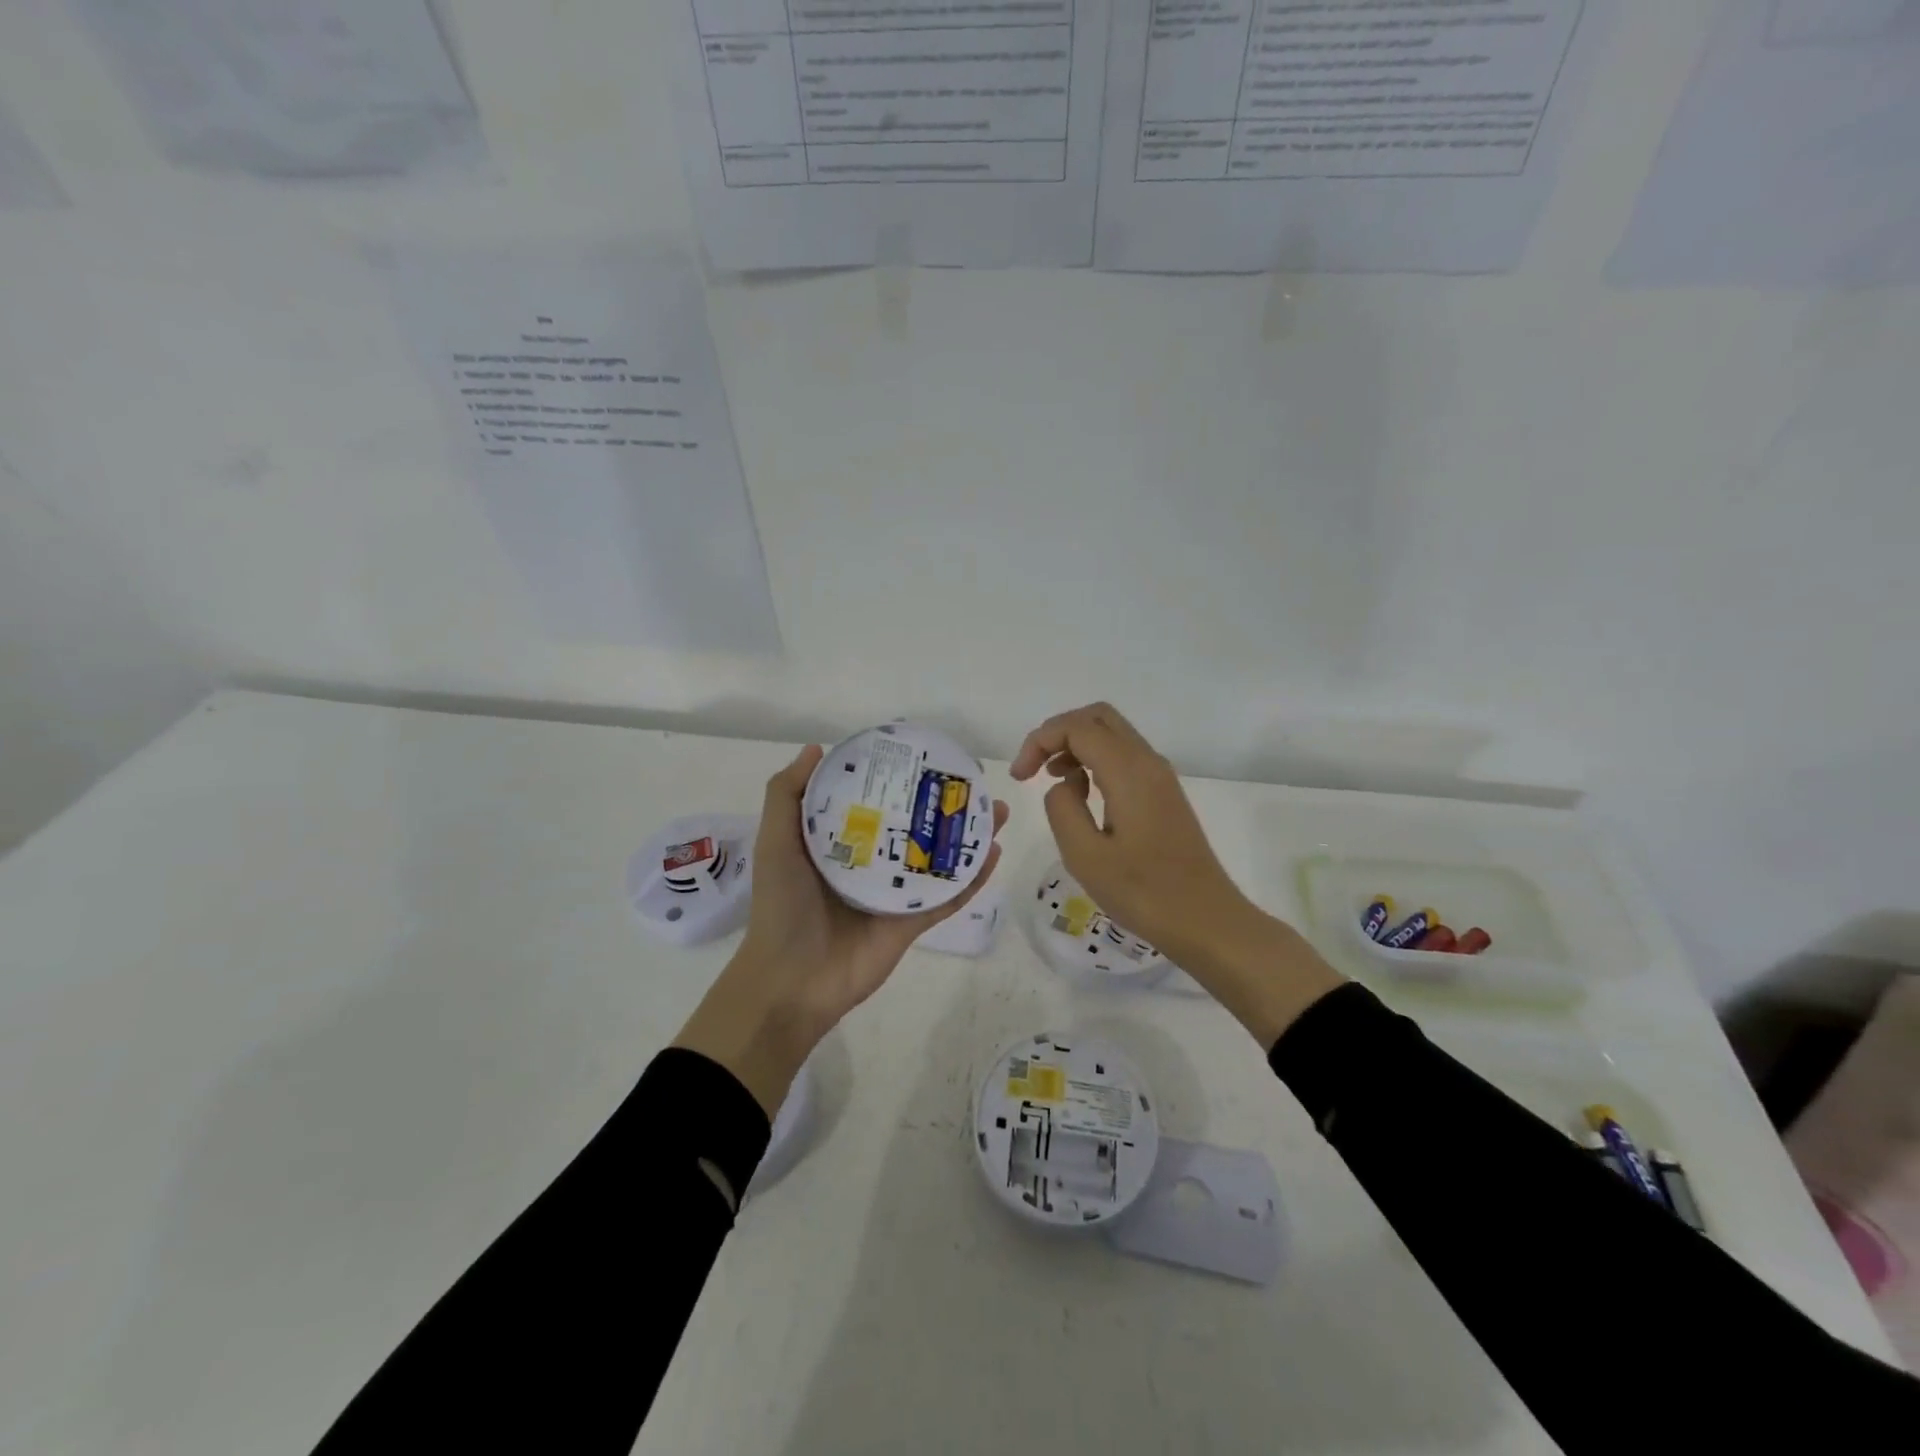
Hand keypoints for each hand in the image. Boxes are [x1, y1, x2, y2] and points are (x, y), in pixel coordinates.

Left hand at [675, 744, 1006, 1115]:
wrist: (792, 980)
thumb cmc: (782, 906)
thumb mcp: (775, 842)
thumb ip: (787, 795)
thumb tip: (816, 748)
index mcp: (839, 843)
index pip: (873, 802)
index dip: (896, 779)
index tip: (921, 755)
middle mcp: (871, 863)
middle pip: (914, 827)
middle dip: (943, 805)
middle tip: (971, 782)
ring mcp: (895, 894)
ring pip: (939, 858)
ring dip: (968, 836)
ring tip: (995, 809)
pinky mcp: (913, 922)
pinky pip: (948, 895)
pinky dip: (972, 877)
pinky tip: (994, 852)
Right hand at [1011, 703, 1341, 1045]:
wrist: (1206, 920)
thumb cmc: (1143, 892)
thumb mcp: (1085, 856)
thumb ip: (1062, 808)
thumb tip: (1065, 784)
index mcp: (1128, 771)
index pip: (1077, 727)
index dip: (1040, 741)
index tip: (1020, 777)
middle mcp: (1147, 762)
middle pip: (1097, 717)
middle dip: (1058, 733)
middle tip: (1035, 768)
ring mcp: (1160, 776)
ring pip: (1112, 734)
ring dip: (1077, 746)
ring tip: (1053, 781)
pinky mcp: (1164, 794)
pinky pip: (1124, 756)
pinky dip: (1095, 761)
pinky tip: (1083, 796)